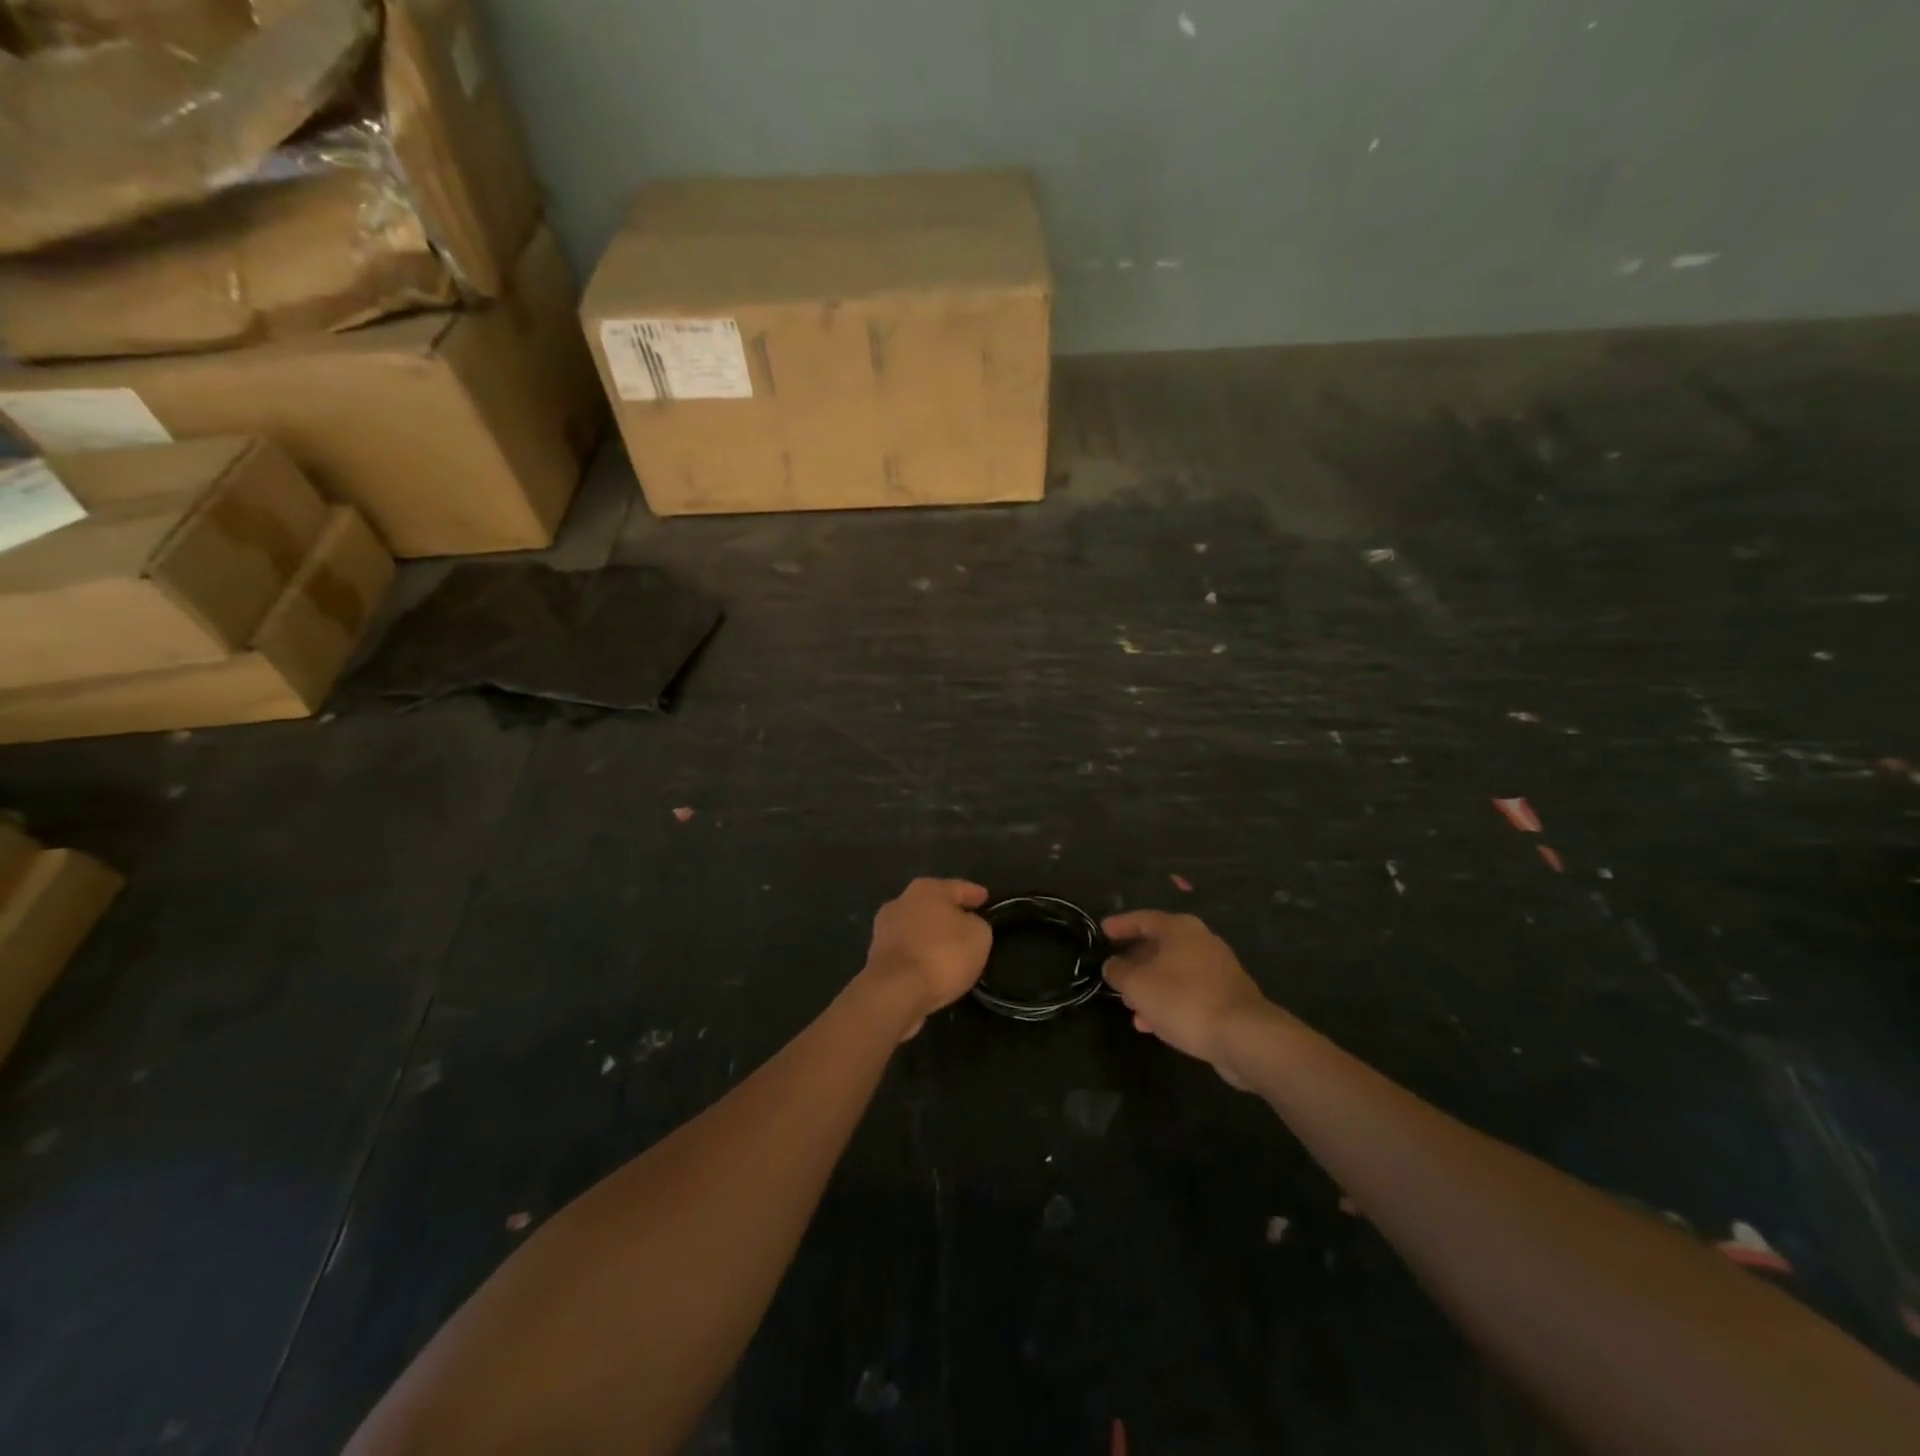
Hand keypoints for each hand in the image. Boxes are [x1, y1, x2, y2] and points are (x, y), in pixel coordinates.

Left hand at [859, 878, 992, 1040]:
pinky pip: (908, 951)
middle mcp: (901, 902)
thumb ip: (976, 924)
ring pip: (917, 928)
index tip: (986, 899)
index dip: (974, 893)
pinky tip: (932, 966)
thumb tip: (967, 925)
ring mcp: (884, 929)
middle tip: (968, 923)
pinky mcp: (876, 957)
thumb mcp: (979, 935)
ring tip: (950, 949)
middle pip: (933, 905)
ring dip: (932, 935)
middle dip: (949, 913)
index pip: (958, 887)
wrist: (896, 991)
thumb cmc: (942, 954)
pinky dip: (921, 955)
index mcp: (926, 889)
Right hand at [1102, 910, 1276, 1086]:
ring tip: (1128, 1005)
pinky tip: (1151, 1024)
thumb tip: (1111, 964)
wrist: (1244, 1037)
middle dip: (1133, 961)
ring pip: (1172, 972)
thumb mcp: (1138, 985)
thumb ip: (1118, 971)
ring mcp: (1216, 969)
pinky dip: (1167, 1002)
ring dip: (1149, 986)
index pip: (1142, 919)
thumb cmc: (1184, 1000)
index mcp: (1180, 928)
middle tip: (1112, 972)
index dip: (1119, 925)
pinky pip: (1187, 992)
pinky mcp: (1225, 996)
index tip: (1100, 932)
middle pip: (1158, 945)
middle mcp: (1200, 941)